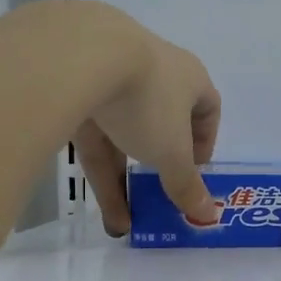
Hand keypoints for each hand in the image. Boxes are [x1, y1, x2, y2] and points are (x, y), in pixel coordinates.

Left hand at [74, 16, 221, 236]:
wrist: (78, 56)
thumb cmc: (147, 101)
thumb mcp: (172, 152)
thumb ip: (186, 185)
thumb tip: (208, 216)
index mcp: (189, 77)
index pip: (207, 107)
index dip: (204, 141)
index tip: (195, 170)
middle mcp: (154, 73)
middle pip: (162, 124)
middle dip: (158, 167)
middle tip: (156, 198)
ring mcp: (111, 76)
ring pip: (122, 134)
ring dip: (124, 179)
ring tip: (122, 224)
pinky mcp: (73, 88)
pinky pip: (92, 135)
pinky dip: (97, 170)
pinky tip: (97, 207)